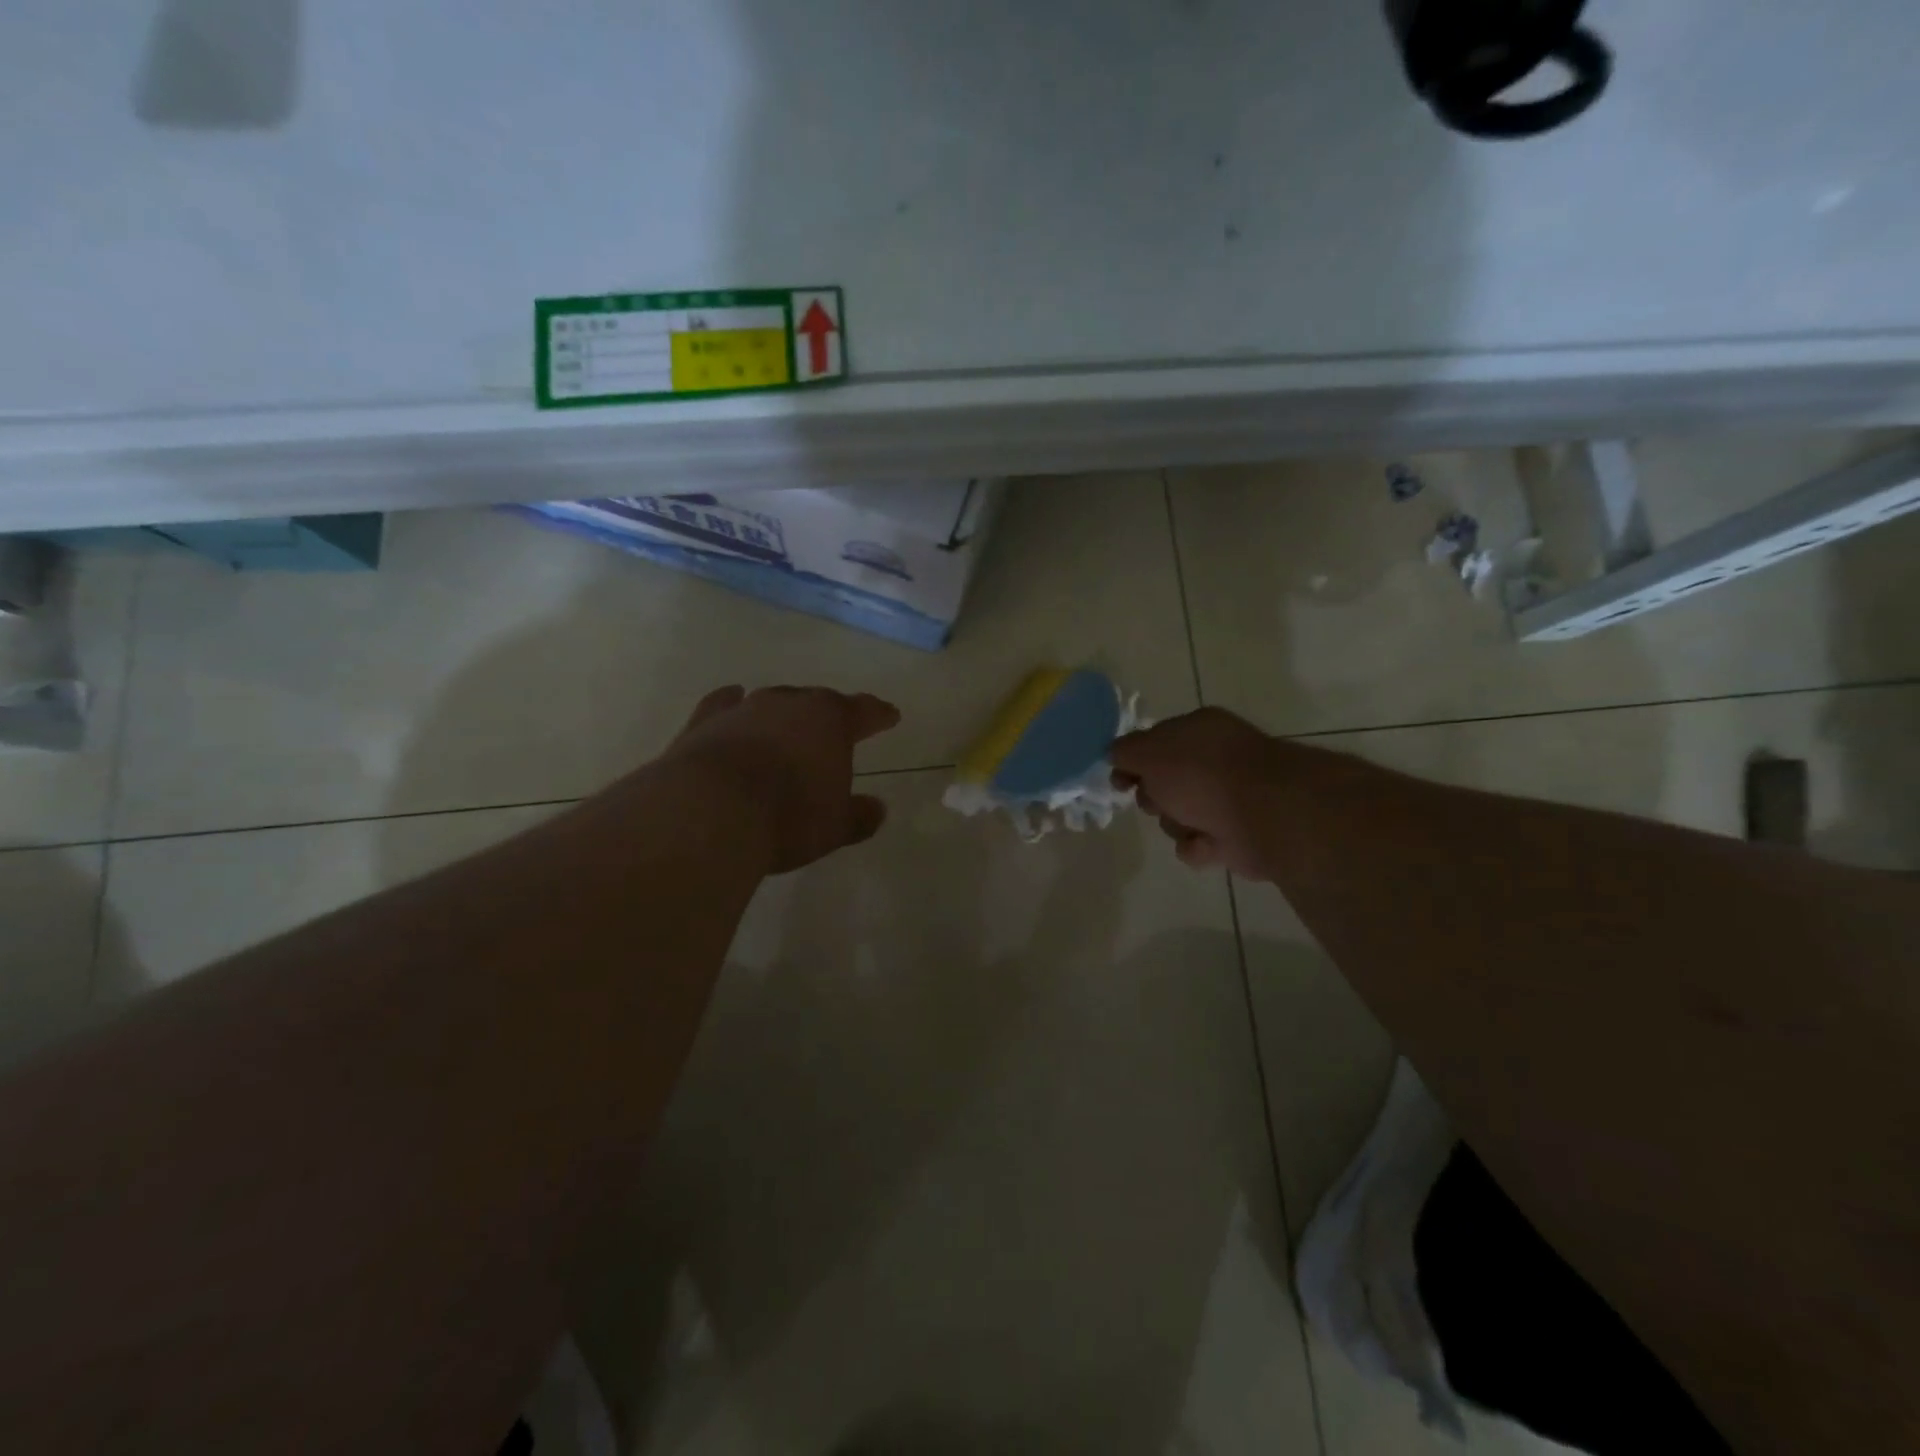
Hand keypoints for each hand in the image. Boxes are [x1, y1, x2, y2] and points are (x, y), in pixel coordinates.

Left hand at [660, 685, 901, 872]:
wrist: (709, 812)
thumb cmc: (788, 817)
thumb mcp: (835, 826)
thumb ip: (859, 816)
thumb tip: (877, 809)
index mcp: (831, 721)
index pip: (864, 711)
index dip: (879, 714)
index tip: (890, 715)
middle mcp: (789, 704)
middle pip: (817, 701)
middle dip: (829, 714)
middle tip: (836, 726)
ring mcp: (744, 709)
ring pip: (773, 701)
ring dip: (783, 712)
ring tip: (788, 723)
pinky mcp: (704, 722)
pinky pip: (724, 704)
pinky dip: (732, 702)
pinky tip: (734, 699)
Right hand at [1110, 708, 1285, 876]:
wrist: (1266, 815)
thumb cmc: (1202, 774)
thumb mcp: (1150, 752)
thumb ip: (1125, 751)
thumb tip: (1114, 754)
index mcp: (1199, 729)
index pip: (1155, 741)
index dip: (1133, 761)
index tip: (1120, 781)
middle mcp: (1215, 759)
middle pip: (1164, 782)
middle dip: (1154, 797)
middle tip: (1158, 802)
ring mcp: (1229, 797)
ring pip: (1178, 816)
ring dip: (1176, 824)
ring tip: (1190, 825)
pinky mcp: (1237, 834)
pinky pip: (1198, 844)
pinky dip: (1197, 847)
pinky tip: (1206, 844)